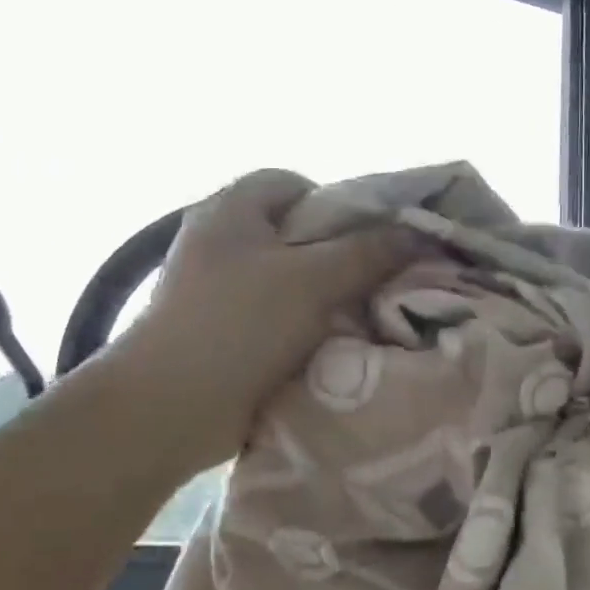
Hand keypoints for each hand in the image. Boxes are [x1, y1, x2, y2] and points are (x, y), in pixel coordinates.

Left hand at [117, 169, 416, 471]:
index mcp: (231, 211)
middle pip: (294, 235)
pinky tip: (333, 347)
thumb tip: (418, 235)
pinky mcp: (223, 333)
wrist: (172, 407)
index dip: (335, 202)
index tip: (370, 237)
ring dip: (326, 299)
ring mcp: (218, 291)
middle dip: (339, 256)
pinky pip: (277, 319)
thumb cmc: (239, 325)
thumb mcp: (312, 280)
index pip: (290, 182)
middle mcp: (221, 243)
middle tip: (377, 281)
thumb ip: (367, 253)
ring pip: (289, 282)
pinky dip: (305, 330)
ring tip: (364, 318)